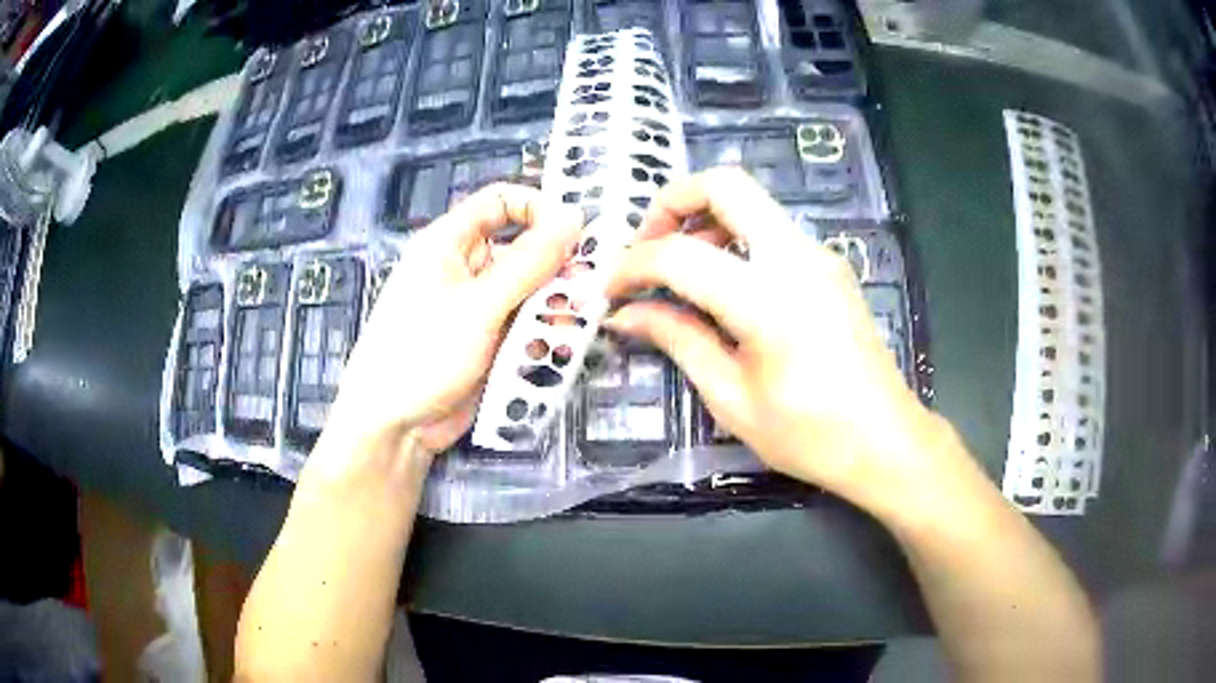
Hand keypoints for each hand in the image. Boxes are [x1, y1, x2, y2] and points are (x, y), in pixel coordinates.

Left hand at [322, 183, 582, 460]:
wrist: (396, 428)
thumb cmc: (422, 354)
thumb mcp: (478, 304)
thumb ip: (529, 262)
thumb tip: (573, 217)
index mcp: (449, 243)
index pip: (500, 202)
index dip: (538, 208)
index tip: (576, 232)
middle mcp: (466, 270)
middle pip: (523, 251)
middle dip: (556, 269)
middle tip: (590, 289)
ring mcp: (479, 309)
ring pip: (531, 293)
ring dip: (553, 308)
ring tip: (571, 327)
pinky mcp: (490, 343)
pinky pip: (526, 327)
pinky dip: (543, 335)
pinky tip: (557, 350)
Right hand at [605, 168, 952, 510]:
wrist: (885, 441)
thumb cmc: (809, 435)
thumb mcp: (732, 399)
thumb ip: (678, 341)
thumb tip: (626, 314)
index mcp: (769, 300)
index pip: (680, 255)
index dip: (632, 265)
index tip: (611, 290)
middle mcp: (797, 257)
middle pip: (725, 184)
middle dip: (671, 203)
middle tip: (648, 248)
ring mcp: (820, 254)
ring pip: (750, 201)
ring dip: (704, 219)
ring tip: (681, 274)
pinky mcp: (830, 264)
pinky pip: (771, 229)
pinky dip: (734, 240)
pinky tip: (724, 287)